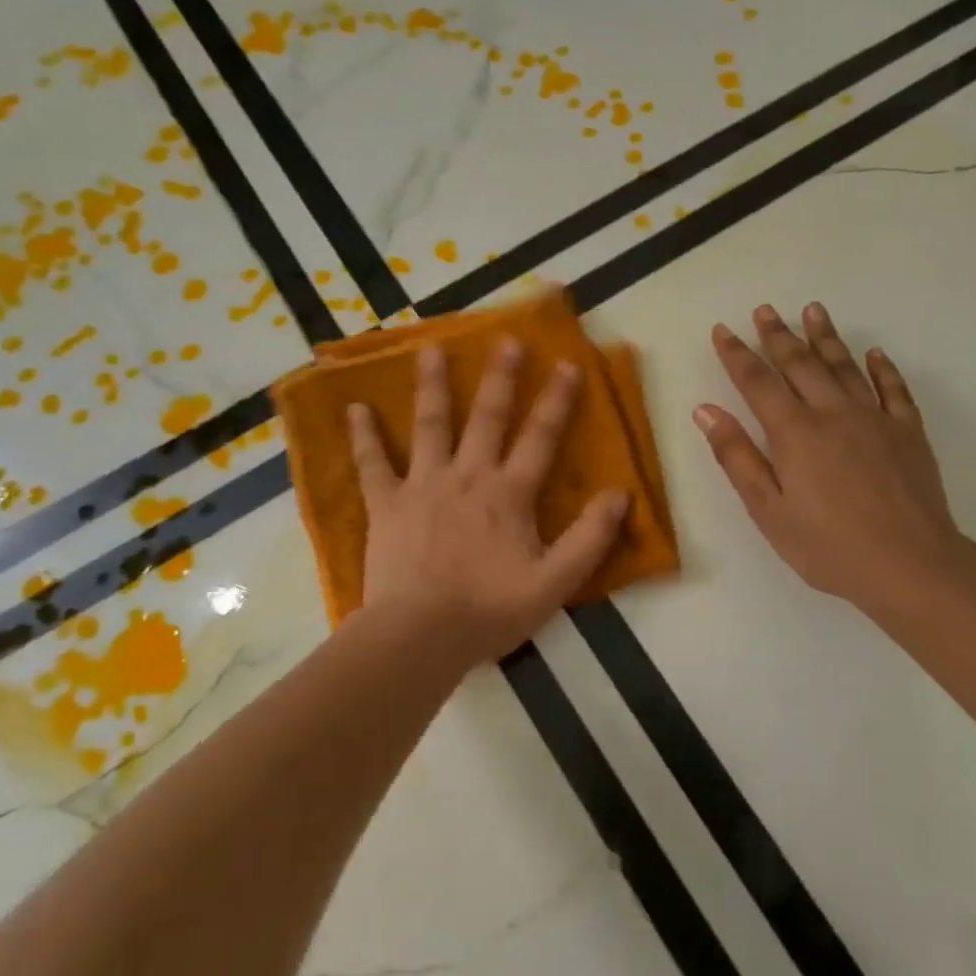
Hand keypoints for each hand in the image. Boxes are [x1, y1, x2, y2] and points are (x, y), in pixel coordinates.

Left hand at [348, 340, 629, 663]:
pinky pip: (372, 464)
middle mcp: (468, 476)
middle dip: (500, 377)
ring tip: (431, 348)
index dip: (557, 401)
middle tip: (506, 339)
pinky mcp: (386, 504)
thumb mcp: (555, 583)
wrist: (420, 636)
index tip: (567, 364)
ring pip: (430, 425)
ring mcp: (423, 485)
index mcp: (509, 494)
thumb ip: (590, 538)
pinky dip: (363, 436)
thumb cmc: (489, 611)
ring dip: (432, 385)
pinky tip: (354, 409)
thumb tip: (621, 495)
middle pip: (487, 417)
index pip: (540, 437)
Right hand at [696, 302, 964, 617]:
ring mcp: (875, 418)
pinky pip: (894, 389)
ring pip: (845, 366)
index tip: (722, 330)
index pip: (757, 382)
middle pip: (800, 364)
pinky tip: (875, 354)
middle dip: (778, 335)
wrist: (910, 565)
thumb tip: (706, 410)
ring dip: (826, 337)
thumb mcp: (768, 510)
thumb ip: (737, 456)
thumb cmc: (828, 546)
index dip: (736, 354)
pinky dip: (882, 368)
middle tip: (764, 310)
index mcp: (794, 432)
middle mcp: (833, 413)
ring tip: (813, 310)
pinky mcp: (908, 432)